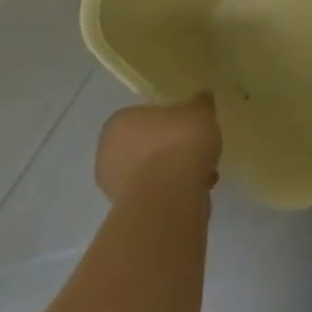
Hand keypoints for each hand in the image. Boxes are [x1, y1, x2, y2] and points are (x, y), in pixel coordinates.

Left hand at [95, 96, 220, 204]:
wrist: (170, 196)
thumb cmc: (179, 141)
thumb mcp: (199, 111)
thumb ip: (200, 103)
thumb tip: (202, 98)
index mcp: (119, 124)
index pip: (142, 117)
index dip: (168, 121)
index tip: (188, 126)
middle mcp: (108, 154)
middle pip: (145, 146)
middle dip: (169, 149)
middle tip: (194, 148)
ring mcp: (114, 187)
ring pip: (150, 172)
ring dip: (173, 172)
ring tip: (203, 171)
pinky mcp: (127, 213)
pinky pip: (155, 194)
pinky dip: (174, 191)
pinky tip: (198, 188)